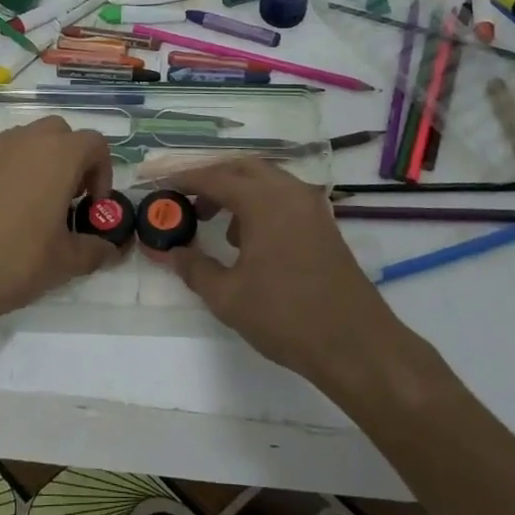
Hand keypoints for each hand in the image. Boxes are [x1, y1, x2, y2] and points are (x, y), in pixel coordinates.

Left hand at [0, 118, 121, 331]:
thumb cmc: (13, 261)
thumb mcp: (64, 262)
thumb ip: (96, 250)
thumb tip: (112, 250)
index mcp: (57, 156)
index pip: (94, 143)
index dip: (103, 172)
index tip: (92, 206)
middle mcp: (24, 142)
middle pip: (60, 132)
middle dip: (72, 159)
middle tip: (68, 198)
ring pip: (27, 141)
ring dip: (40, 163)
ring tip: (35, 207)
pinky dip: (11, 174)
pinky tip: (1, 215)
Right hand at [150, 159, 447, 396]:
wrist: (357, 346)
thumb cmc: (287, 317)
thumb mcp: (228, 296)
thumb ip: (194, 268)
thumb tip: (168, 253)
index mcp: (265, 201)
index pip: (215, 177)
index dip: (182, 179)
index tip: (158, 183)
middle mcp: (290, 193)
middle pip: (242, 168)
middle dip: (211, 178)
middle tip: (184, 198)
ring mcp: (312, 208)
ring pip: (266, 181)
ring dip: (236, 191)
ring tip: (212, 220)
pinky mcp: (324, 226)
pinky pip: (283, 198)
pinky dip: (259, 205)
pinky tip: (247, 240)